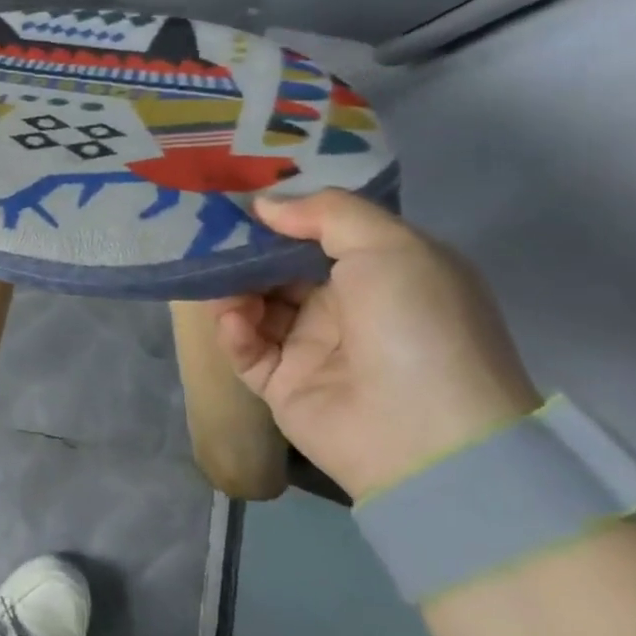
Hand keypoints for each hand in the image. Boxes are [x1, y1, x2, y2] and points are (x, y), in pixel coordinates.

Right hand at [211, 189, 541, 500]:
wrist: (427, 436)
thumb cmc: (416, 324)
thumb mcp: (390, 246)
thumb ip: (326, 213)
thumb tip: (264, 205)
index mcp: (381, 273)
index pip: (319, 235)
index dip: (282, 216)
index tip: (239, 199)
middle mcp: (346, 308)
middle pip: (279, 268)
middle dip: (246, 251)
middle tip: (207, 235)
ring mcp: (312, 348)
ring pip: (255, 304)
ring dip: (234, 288)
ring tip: (218, 280)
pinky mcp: (281, 384)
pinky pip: (245, 348)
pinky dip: (233, 330)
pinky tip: (235, 321)